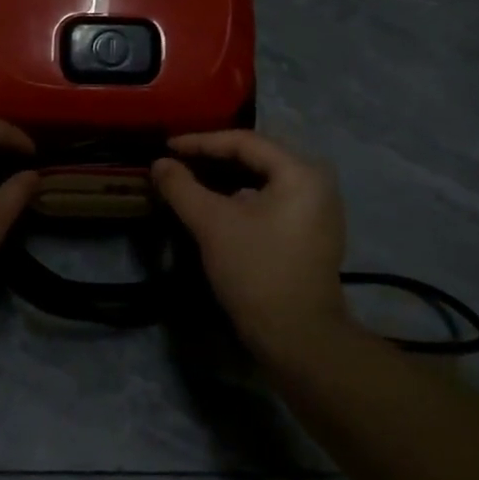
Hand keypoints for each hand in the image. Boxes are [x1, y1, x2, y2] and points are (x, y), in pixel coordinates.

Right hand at [152, 131, 348, 352]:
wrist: (298, 338)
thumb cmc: (256, 271)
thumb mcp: (212, 224)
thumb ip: (182, 187)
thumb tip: (159, 163)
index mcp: (300, 172)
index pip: (244, 141)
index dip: (201, 141)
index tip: (167, 146)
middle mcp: (317, 182)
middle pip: (257, 157)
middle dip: (214, 157)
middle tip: (177, 159)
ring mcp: (319, 210)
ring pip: (263, 181)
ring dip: (226, 179)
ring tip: (191, 180)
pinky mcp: (312, 233)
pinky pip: (272, 201)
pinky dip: (242, 198)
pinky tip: (216, 206)